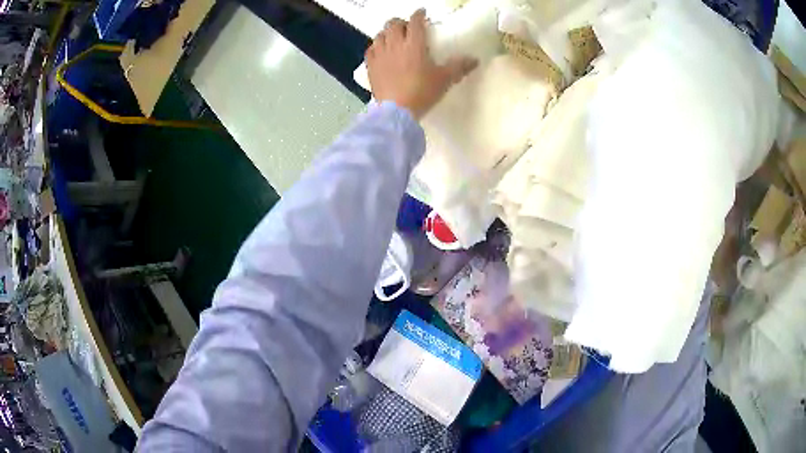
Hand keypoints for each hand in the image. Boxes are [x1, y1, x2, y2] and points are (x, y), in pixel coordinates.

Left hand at [365, 9, 477, 118]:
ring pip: (380, 35)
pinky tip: (380, 50)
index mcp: (414, 44)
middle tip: (407, 27)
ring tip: (393, 37)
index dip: (419, 15)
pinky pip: (371, 49)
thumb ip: (459, 67)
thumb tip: (475, 60)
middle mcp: (395, 44)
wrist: (396, 110)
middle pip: (393, 24)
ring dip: (387, 32)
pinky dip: (376, 46)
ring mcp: (380, 54)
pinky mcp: (370, 66)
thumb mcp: (444, 79)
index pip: (415, 22)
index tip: (421, 13)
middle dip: (400, 22)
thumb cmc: (422, 92)